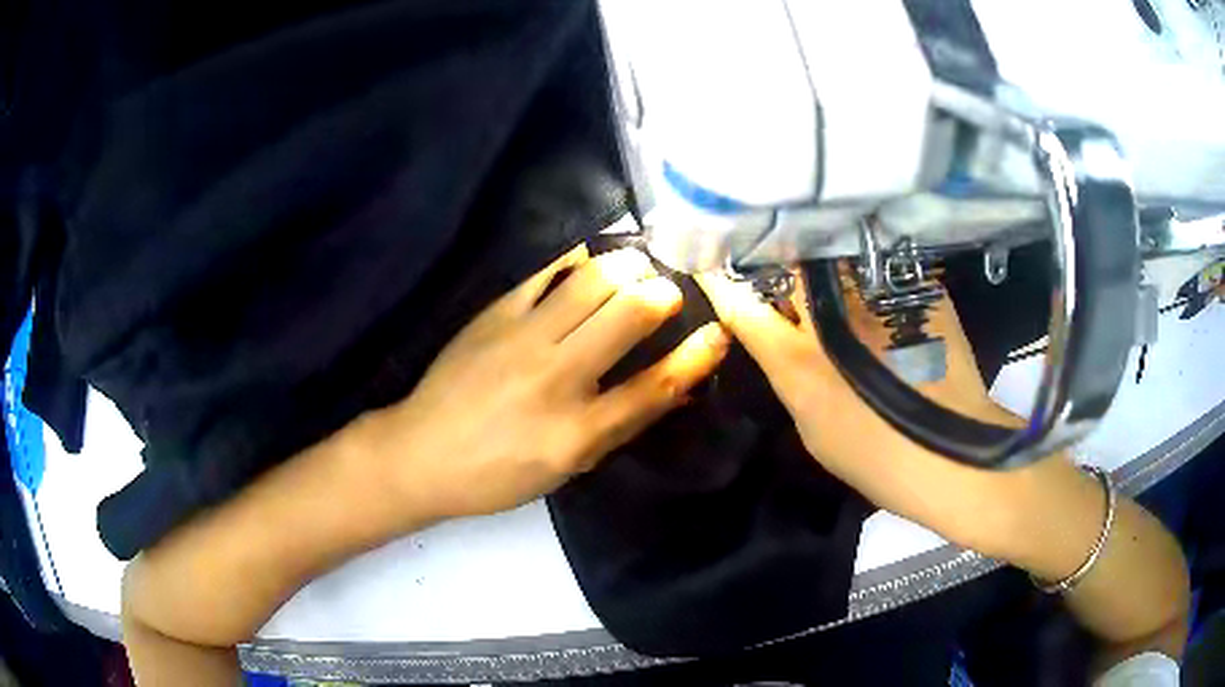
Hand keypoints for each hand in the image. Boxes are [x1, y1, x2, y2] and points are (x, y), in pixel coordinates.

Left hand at [366, 245, 728, 521]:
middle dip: (664, 293)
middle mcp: (556, 378)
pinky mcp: (495, 313)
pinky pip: (548, 269)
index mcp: (577, 432)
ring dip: (629, 265)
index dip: (698, 355)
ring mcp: (522, 338)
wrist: (422, 453)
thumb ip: (622, 425)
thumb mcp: (567, 468)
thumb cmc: (497, 474)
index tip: (719, 331)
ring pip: (594, 279)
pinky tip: (592, 261)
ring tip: (638, 269)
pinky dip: (580, 259)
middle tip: (670, 292)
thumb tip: (678, 387)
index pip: (655, 385)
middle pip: (631, 313)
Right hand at [696, 267, 1046, 556]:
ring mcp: (878, 298)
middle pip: (789, 266)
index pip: (742, 307)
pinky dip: (871, 270)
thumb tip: (784, 345)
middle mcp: (832, 318)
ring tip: (823, 258)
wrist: (955, 458)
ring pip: (835, 258)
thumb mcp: (813, 430)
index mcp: (798, 360)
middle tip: (774, 257)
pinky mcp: (918, 291)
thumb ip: (792, 379)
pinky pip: (882, 268)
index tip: (708, 261)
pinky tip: (877, 280)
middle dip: (776, 257)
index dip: (721, 282)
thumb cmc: (877, 460)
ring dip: (823, 258)